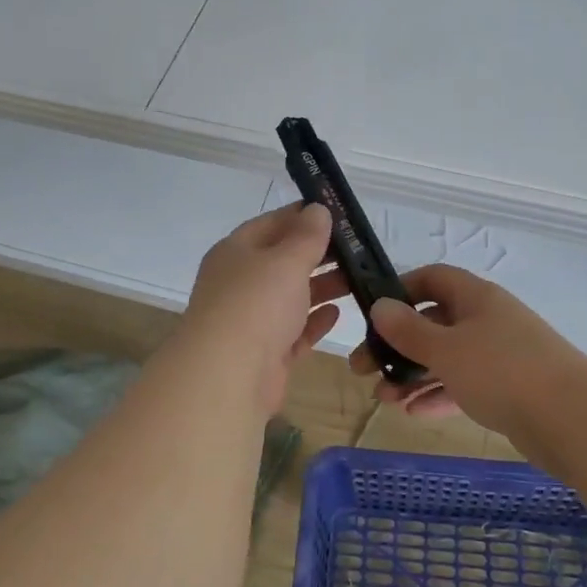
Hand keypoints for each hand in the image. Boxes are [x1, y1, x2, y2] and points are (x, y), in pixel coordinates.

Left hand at [178, 202, 341, 409]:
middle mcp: (240, 282)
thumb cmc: (256, 304)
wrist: (228, 377)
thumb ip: (306, 236)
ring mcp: (251, 320)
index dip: (303, 216)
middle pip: (282, 261)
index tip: (338, 213)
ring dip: (322, 286)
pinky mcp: (266, 353)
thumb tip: (317, 209)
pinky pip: (294, 330)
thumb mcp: (286, 260)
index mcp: (235, 252)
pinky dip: (314, 320)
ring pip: (291, 296)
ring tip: (358, 278)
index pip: (271, 223)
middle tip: (357, 248)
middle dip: (318, 253)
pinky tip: (337, 313)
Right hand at [348, 264, 586, 468]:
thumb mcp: (446, 349)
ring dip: (413, 375)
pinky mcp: (509, 389)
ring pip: (447, 358)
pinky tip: (413, 413)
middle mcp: (488, 320)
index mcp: (475, 298)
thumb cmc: (503, 371)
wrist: (574, 420)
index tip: (373, 313)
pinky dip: (439, 395)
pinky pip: (465, 385)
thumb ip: (409, 330)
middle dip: (398, 345)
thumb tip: (380, 306)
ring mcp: (500, 355)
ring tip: (384, 399)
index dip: (401, 290)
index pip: (433, 279)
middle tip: (365, 369)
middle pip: (434, 322)